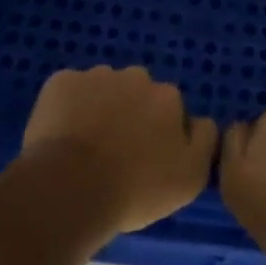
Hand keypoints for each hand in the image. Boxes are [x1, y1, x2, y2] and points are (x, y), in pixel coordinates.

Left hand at [20, 65, 217, 237]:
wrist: (70, 188)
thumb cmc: (135, 188)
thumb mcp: (190, 178)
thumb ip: (204, 140)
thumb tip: (199, 121)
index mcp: (168, 96)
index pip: (170, 108)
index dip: (159, 132)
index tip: (147, 158)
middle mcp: (136, 77)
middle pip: (137, 93)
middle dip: (130, 113)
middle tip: (116, 151)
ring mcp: (96, 75)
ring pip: (103, 88)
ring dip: (99, 108)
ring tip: (85, 146)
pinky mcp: (61, 81)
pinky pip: (70, 90)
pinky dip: (68, 106)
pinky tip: (61, 135)